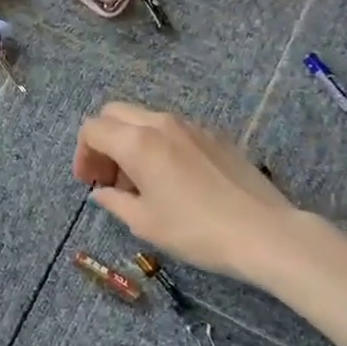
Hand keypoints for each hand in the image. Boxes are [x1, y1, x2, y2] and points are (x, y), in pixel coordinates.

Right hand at [73, 103, 298, 281]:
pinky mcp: (215, 135)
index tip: (90, 182)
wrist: (263, 232)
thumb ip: (115, 202)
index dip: (83, 154)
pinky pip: (173, 129)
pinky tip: (173, 179)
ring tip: (141, 182)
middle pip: (115, 114)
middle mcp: (162, 123)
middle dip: (103, 141)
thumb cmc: (195, 230)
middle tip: (108, 176)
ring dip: (131, 142)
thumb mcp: (145, 223)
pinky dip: (158, 144)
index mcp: (138, 142)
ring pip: (145, 119)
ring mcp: (191, 126)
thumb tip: (102, 192)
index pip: (93, 129)